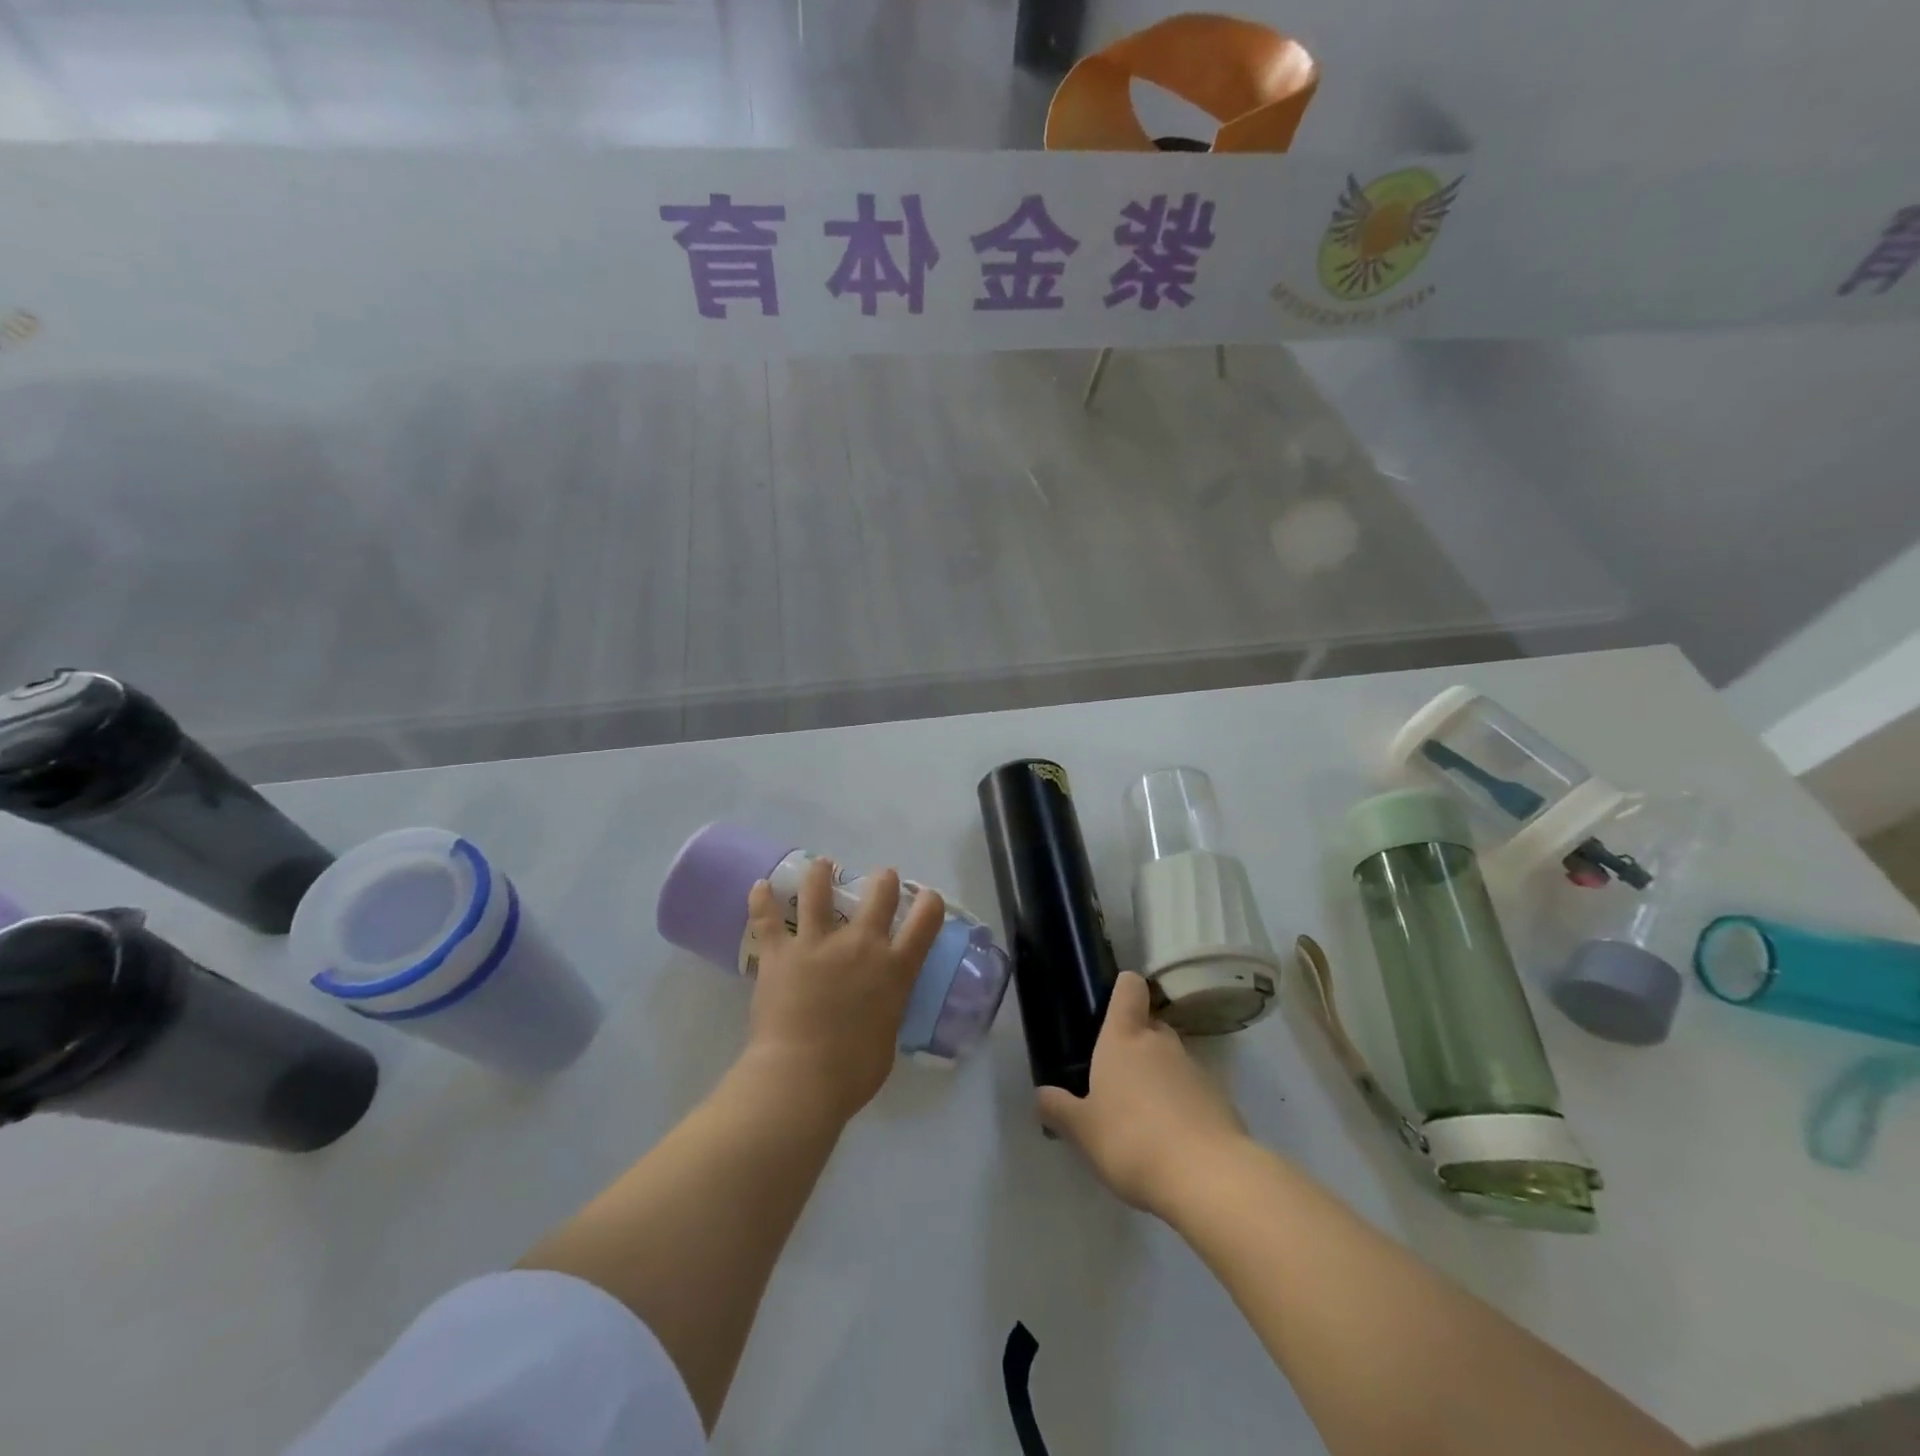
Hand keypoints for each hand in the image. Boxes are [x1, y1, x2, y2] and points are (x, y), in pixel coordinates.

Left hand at [742, 858, 944, 1123]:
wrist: (802, 1078)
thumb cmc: (853, 1072)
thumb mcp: (888, 1036)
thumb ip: (886, 1008)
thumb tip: (878, 1005)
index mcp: (894, 969)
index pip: (924, 922)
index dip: (929, 904)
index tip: (927, 898)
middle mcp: (861, 945)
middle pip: (879, 895)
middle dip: (884, 881)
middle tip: (882, 877)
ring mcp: (818, 944)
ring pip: (819, 892)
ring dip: (821, 874)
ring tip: (821, 864)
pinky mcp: (780, 953)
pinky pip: (767, 919)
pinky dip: (761, 900)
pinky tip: (759, 886)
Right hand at [1038, 971, 1249, 1214]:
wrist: (1208, 1177)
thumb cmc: (1132, 1140)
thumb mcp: (1083, 1130)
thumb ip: (1059, 1109)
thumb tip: (1042, 1094)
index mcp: (1124, 1038)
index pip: (1129, 987)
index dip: (1122, 989)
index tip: (1110, 1007)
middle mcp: (1161, 1042)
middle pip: (1151, 1024)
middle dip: (1136, 1042)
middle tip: (1116, 1077)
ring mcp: (1196, 1068)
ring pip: (1172, 1059)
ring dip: (1159, 1077)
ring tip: (1142, 1117)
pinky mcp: (1221, 1099)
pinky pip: (1193, 1091)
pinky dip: (1182, 1105)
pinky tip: (1171, 1140)